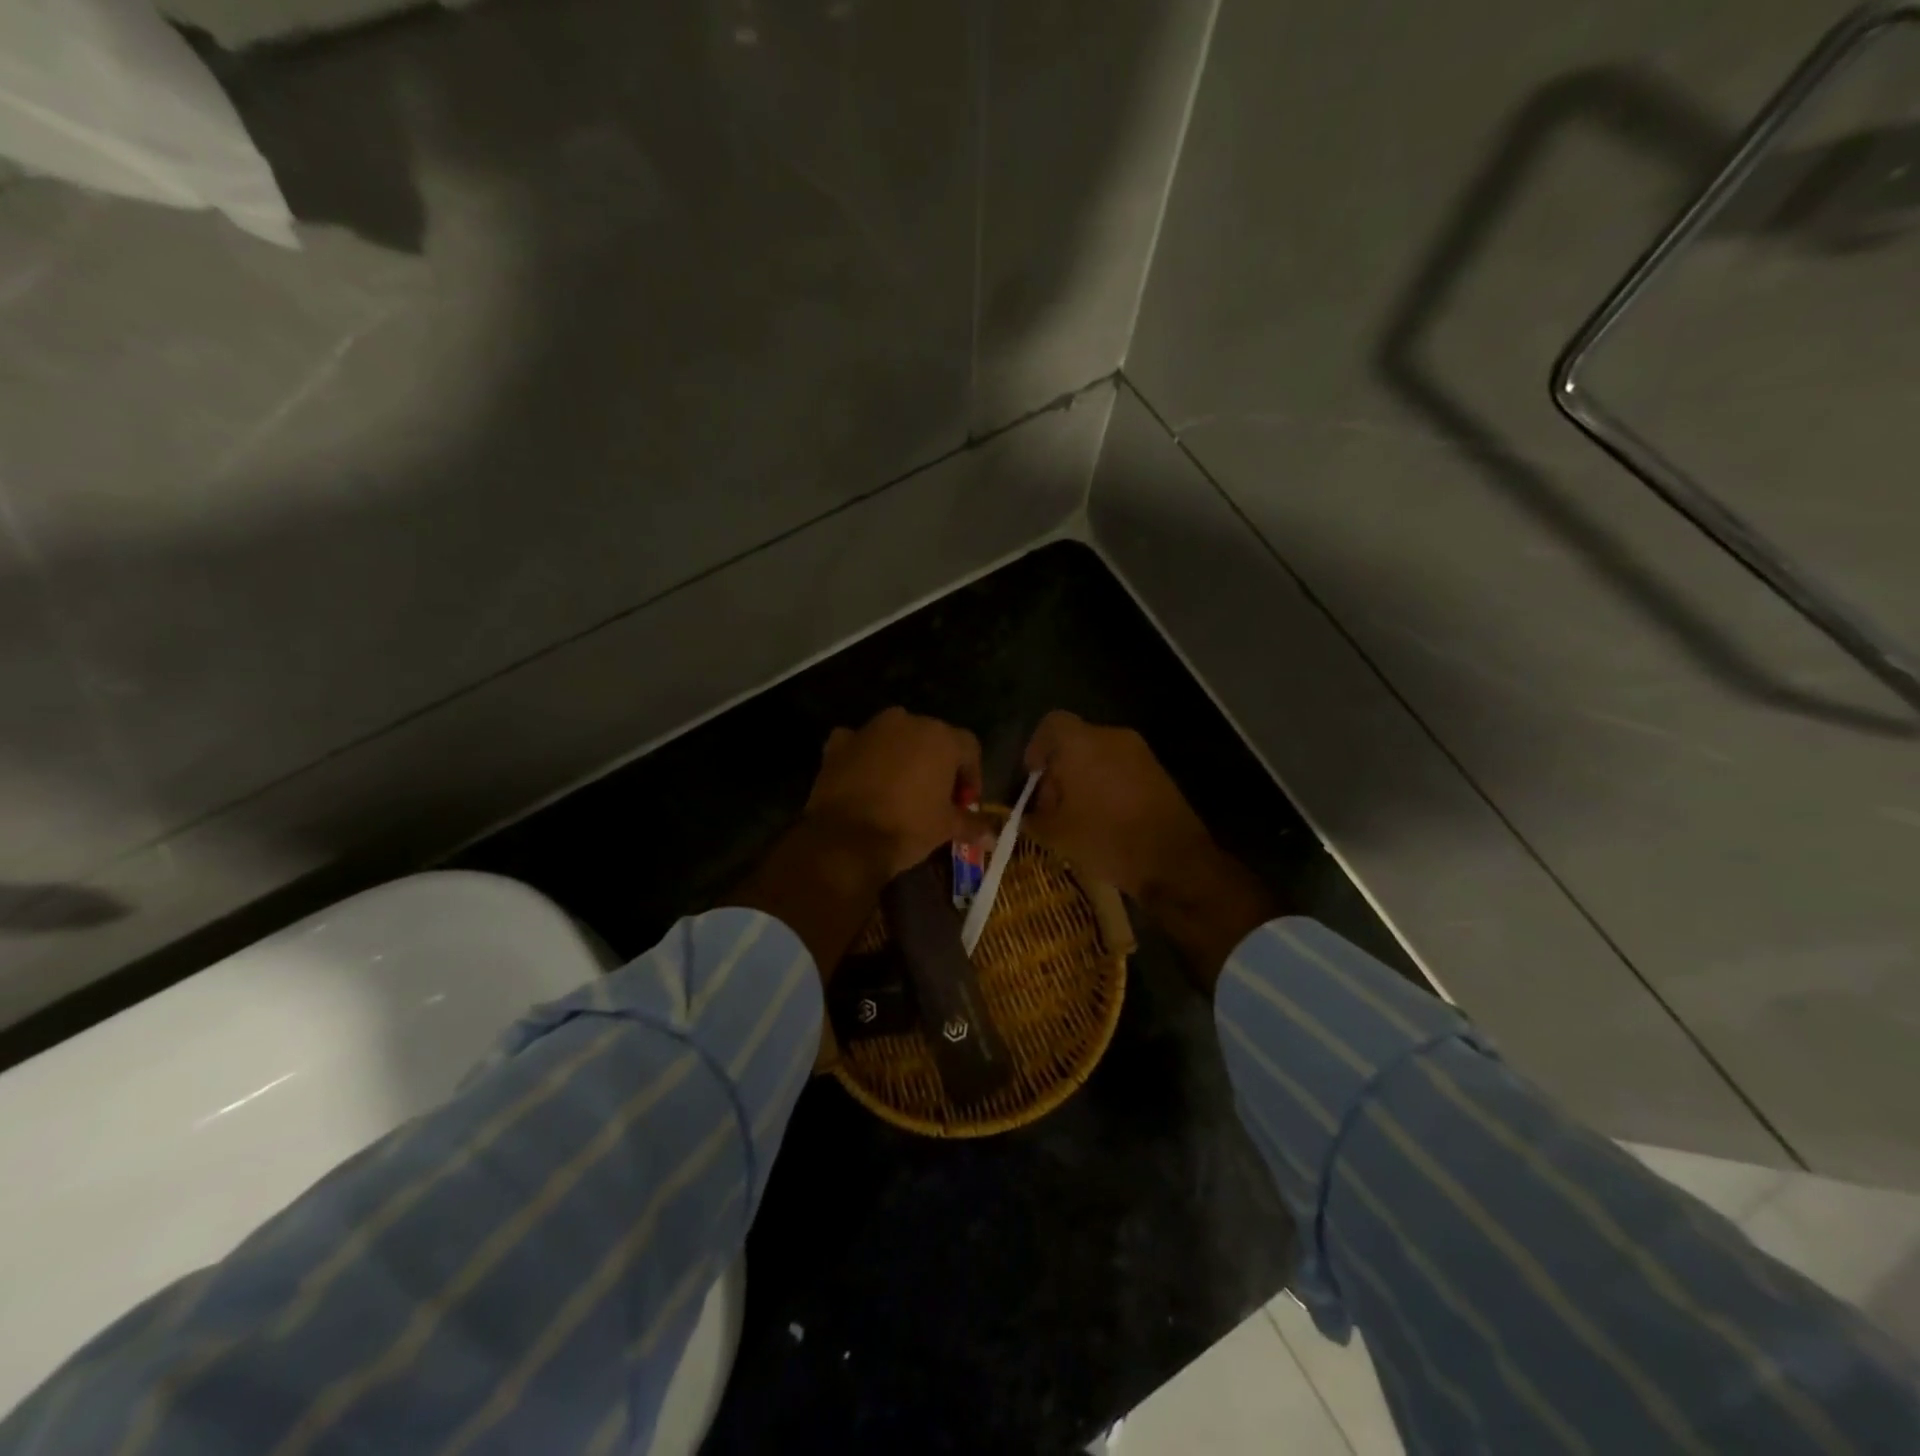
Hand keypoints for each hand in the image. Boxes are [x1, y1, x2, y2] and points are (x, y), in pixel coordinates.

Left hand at [731, 709, 982, 991]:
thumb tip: (993, 836)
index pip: (969, 748)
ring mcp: (869, 729)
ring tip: (899, 790)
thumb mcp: (946, 828)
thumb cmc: (908, 827)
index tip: (965, 804)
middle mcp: (907, 722)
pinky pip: (858, 745)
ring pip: (895, 738)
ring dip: (901, 757)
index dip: (972, 776)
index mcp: (941, 737)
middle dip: (936, 765)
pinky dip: (864, 758)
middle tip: (935, 798)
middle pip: (932, 739)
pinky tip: (864, 781)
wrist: (846, 838)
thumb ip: (972, 825)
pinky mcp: (838, 743)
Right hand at [1021, 711, 1211, 899]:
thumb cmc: (1106, 837)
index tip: (1032, 777)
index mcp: (1081, 743)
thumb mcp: (1057, 834)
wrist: (1173, 858)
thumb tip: (1027, 815)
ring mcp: (1139, 753)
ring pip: (1099, 756)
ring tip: (1078, 817)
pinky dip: (1107, 785)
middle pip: (1075, 742)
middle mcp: (1112, 737)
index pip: (1051, 724)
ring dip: (1084, 779)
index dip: (1037, 748)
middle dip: (1060, 770)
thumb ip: (1034, 818)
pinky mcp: (1158, 772)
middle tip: (1052, 806)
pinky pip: (1121, 769)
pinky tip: (1105, 819)